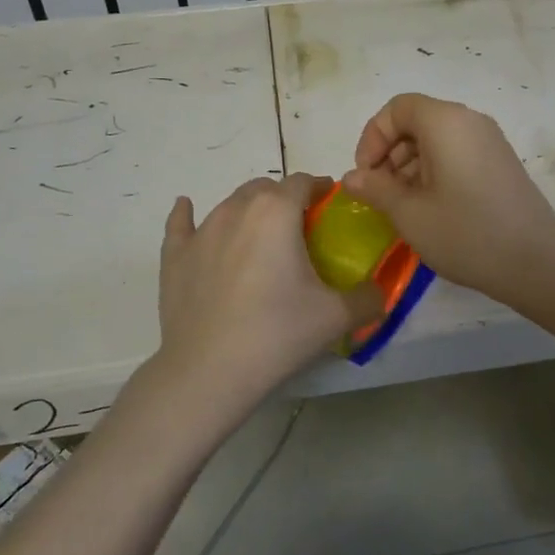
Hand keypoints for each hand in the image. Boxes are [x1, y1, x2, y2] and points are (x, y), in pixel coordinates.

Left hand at [149, 173, 383, 420]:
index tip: (330, 203)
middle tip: (300, 228)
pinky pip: (181, 224)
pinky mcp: (174, 256)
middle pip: (265, 188)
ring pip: (229, 204)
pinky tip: (186, 209)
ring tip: (260, 236)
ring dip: (248, 211)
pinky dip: (187, 215)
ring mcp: (201, 232)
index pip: (303, 182)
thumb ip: (368, 298)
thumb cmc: (277, 334)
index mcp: (277, 212)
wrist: (209, 372)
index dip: (320, 187)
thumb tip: (379, 292)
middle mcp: (237, 210)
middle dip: (284, 198)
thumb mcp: (336, 317)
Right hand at [342, 93, 554, 306]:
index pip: (397, 108)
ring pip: (436, 139)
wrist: (537, 262)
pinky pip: (457, 153)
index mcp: (446, 122)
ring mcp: (489, 141)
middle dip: (390, 153)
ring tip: (403, 206)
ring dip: (410, 165)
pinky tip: (430, 209)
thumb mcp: (409, 213)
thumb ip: (375, 189)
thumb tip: (351, 178)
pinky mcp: (500, 163)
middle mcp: (470, 121)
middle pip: (417, 121)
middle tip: (380, 194)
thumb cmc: (466, 233)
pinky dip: (434, 172)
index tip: (366, 175)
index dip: (373, 137)